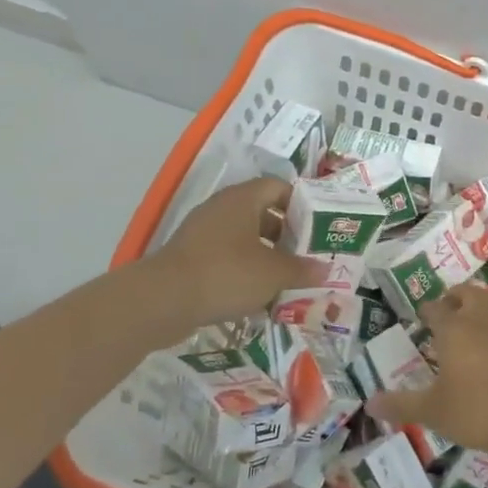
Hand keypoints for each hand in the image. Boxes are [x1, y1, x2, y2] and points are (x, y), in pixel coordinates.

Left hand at [149, 178, 323, 328]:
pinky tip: (259, 296)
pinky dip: (245, 272)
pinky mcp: (191, 258)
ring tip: (288, 279)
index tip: (317, 227)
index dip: (301, 204)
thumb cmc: (226, 274)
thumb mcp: (273, 273)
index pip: (278, 187)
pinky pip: (226, 258)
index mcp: (243, 199)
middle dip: (287, 236)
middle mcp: (222, 209)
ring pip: (244, 239)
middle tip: (308, 256)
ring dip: (267, 257)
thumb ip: (302, 270)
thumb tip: (325, 270)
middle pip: (263, 214)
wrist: (162, 301)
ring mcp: (203, 233)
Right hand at [366, 285, 487, 467]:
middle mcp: (480, 320)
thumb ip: (400, 405)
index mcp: (453, 329)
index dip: (427, 311)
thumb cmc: (475, 411)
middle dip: (455, 296)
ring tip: (473, 314)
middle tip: (447, 308)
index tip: (421, 318)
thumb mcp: (431, 411)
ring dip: (481, 301)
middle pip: (468, 293)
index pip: (436, 309)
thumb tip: (369, 404)